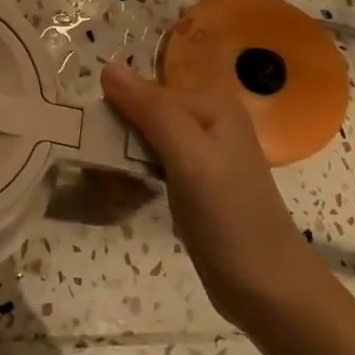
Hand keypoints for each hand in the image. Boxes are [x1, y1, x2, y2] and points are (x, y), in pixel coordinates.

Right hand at [101, 39, 325, 326]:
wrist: (266, 287)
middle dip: (114, 132)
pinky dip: (130, 173)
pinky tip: (120, 190)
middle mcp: (206, 122)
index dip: (114, 107)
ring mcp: (198, 154)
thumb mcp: (189, 157)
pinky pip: (147, 162)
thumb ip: (151, 110)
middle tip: (95, 163)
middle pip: (142, 111)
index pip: (145, 89)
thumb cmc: (229, 217)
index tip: (88, 136)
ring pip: (141, 138)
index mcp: (211, 106)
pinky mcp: (189, 182)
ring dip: (118, 154)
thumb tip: (107, 67)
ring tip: (104, 180)